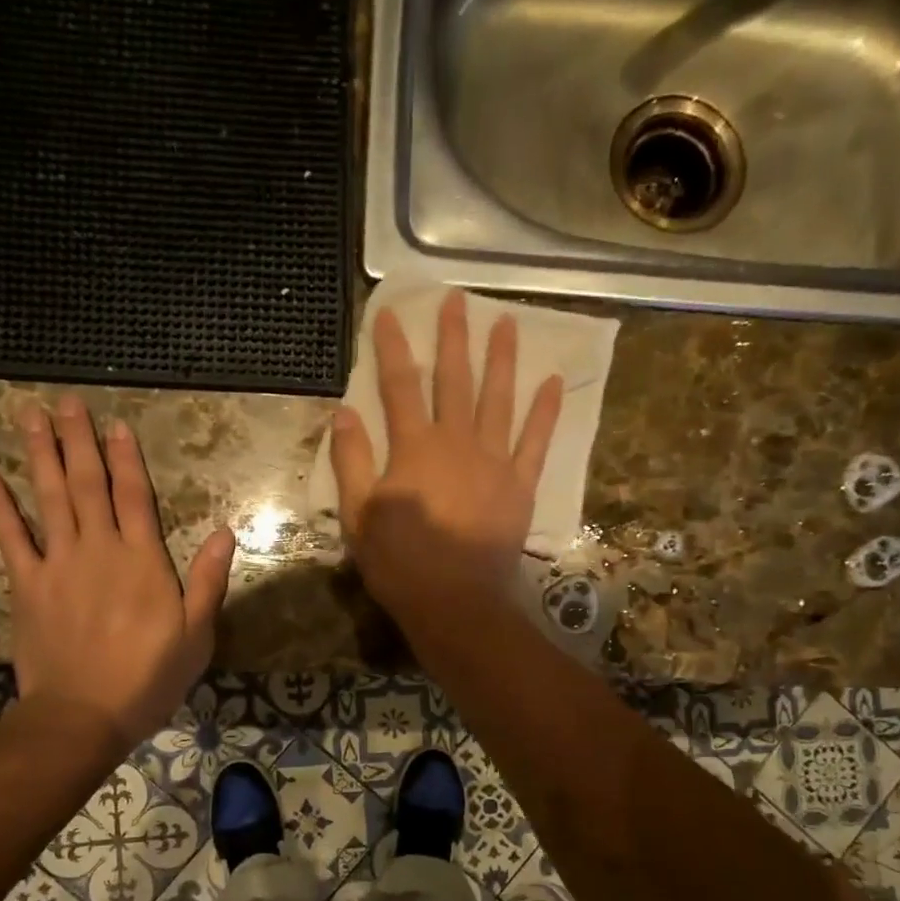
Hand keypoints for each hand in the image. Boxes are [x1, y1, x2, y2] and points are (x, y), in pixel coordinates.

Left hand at [0, 396, 235, 752]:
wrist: (84, 714)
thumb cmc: (149, 677)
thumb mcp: (197, 635)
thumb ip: (209, 581)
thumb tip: (224, 532)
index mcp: (143, 560)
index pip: (135, 496)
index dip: (126, 458)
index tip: (115, 424)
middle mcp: (99, 549)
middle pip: (88, 485)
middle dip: (78, 441)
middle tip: (66, 402)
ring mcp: (58, 564)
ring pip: (49, 498)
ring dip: (39, 455)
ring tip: (30, 415)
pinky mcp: (27, 586)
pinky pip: (11, 537)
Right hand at [330, 291, 561, 617]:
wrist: (455, 600)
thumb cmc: (400, 562)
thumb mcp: (359, 515)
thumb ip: (352, 461)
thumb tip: (344, 413)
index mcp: (414, 448)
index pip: (400, 385)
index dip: (393, 346)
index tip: (389, 311)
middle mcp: (457, 442)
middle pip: (455, 379)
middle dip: (454, 337)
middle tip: (457, 300)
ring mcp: (494, 460)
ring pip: (499, 399)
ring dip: (503, 359)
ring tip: (508, 323)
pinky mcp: (520, 484)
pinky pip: (537, 441)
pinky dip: (546, 411)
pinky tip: (555, 382)